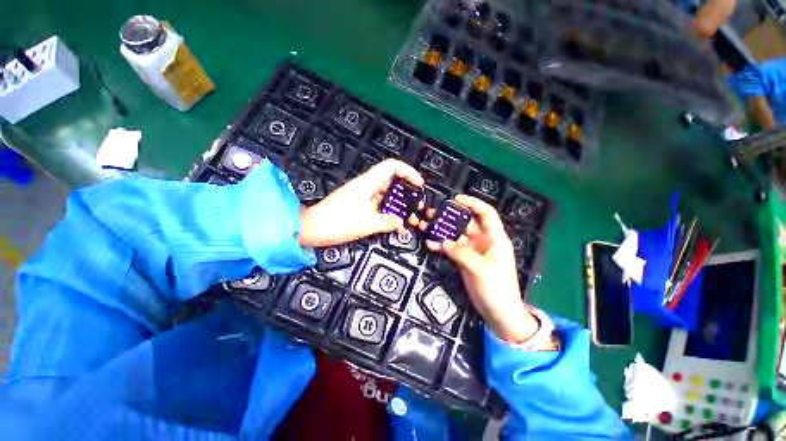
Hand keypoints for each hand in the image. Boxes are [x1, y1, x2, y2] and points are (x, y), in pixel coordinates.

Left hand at [299, 159, 423, 247]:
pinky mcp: (358, 206)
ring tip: (410, 218)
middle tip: (417, 205)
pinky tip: (396, 226)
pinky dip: (388, 214)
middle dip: (406, 193)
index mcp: (368, 183)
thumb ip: (388, 222)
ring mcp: (362, 196)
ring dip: (398, 206)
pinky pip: (378, 206)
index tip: (419, 185)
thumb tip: (400, 222)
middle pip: (391, 182)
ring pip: (386, 196)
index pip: (392, 167)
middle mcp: (366, 186)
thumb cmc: (337, 222)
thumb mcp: (367, 223)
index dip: (408, 172)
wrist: (311, 229)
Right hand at [422, 195, 538, 342]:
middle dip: (449, 217)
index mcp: (494, 238)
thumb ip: (461, 253)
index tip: (455, 199)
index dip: (472, 203)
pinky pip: (451, 249)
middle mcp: (483, 241)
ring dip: (441, 231)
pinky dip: (441, 246)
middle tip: (432, 213)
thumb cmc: (497, 288)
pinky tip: (429, 244)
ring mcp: (472, 251)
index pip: (486, 213)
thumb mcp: (481, 269)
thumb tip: (444, 242)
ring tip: (425, 226)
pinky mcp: (464, 260)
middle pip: (465, 223)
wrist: (499, 312)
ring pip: (455, 236)